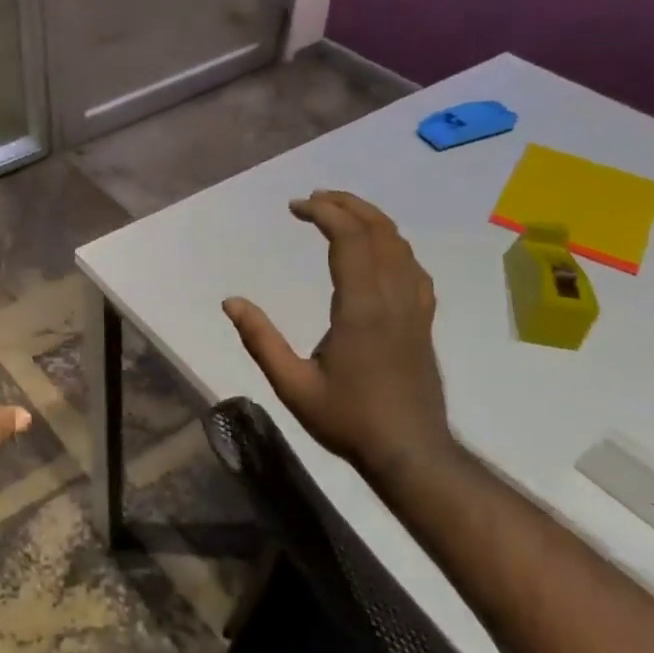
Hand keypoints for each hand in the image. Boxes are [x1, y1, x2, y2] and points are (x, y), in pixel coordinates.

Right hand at [224, 190, 457, 479]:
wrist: (411, 452)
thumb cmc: (349, 420)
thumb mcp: (293, 386)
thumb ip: (261, 340)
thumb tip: (230, 302)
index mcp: (361, 307)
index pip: (349, 239)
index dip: (324, 213)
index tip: (295, 206)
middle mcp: (392, 297)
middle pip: (378, 231)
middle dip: (347, 205)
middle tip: (314, 199)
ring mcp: (414, 308)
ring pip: (400, 246)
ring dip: (371, 220)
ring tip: (341, 214)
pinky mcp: (423, 321)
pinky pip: (412, 268)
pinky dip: (392, 246)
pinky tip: (379, 253)